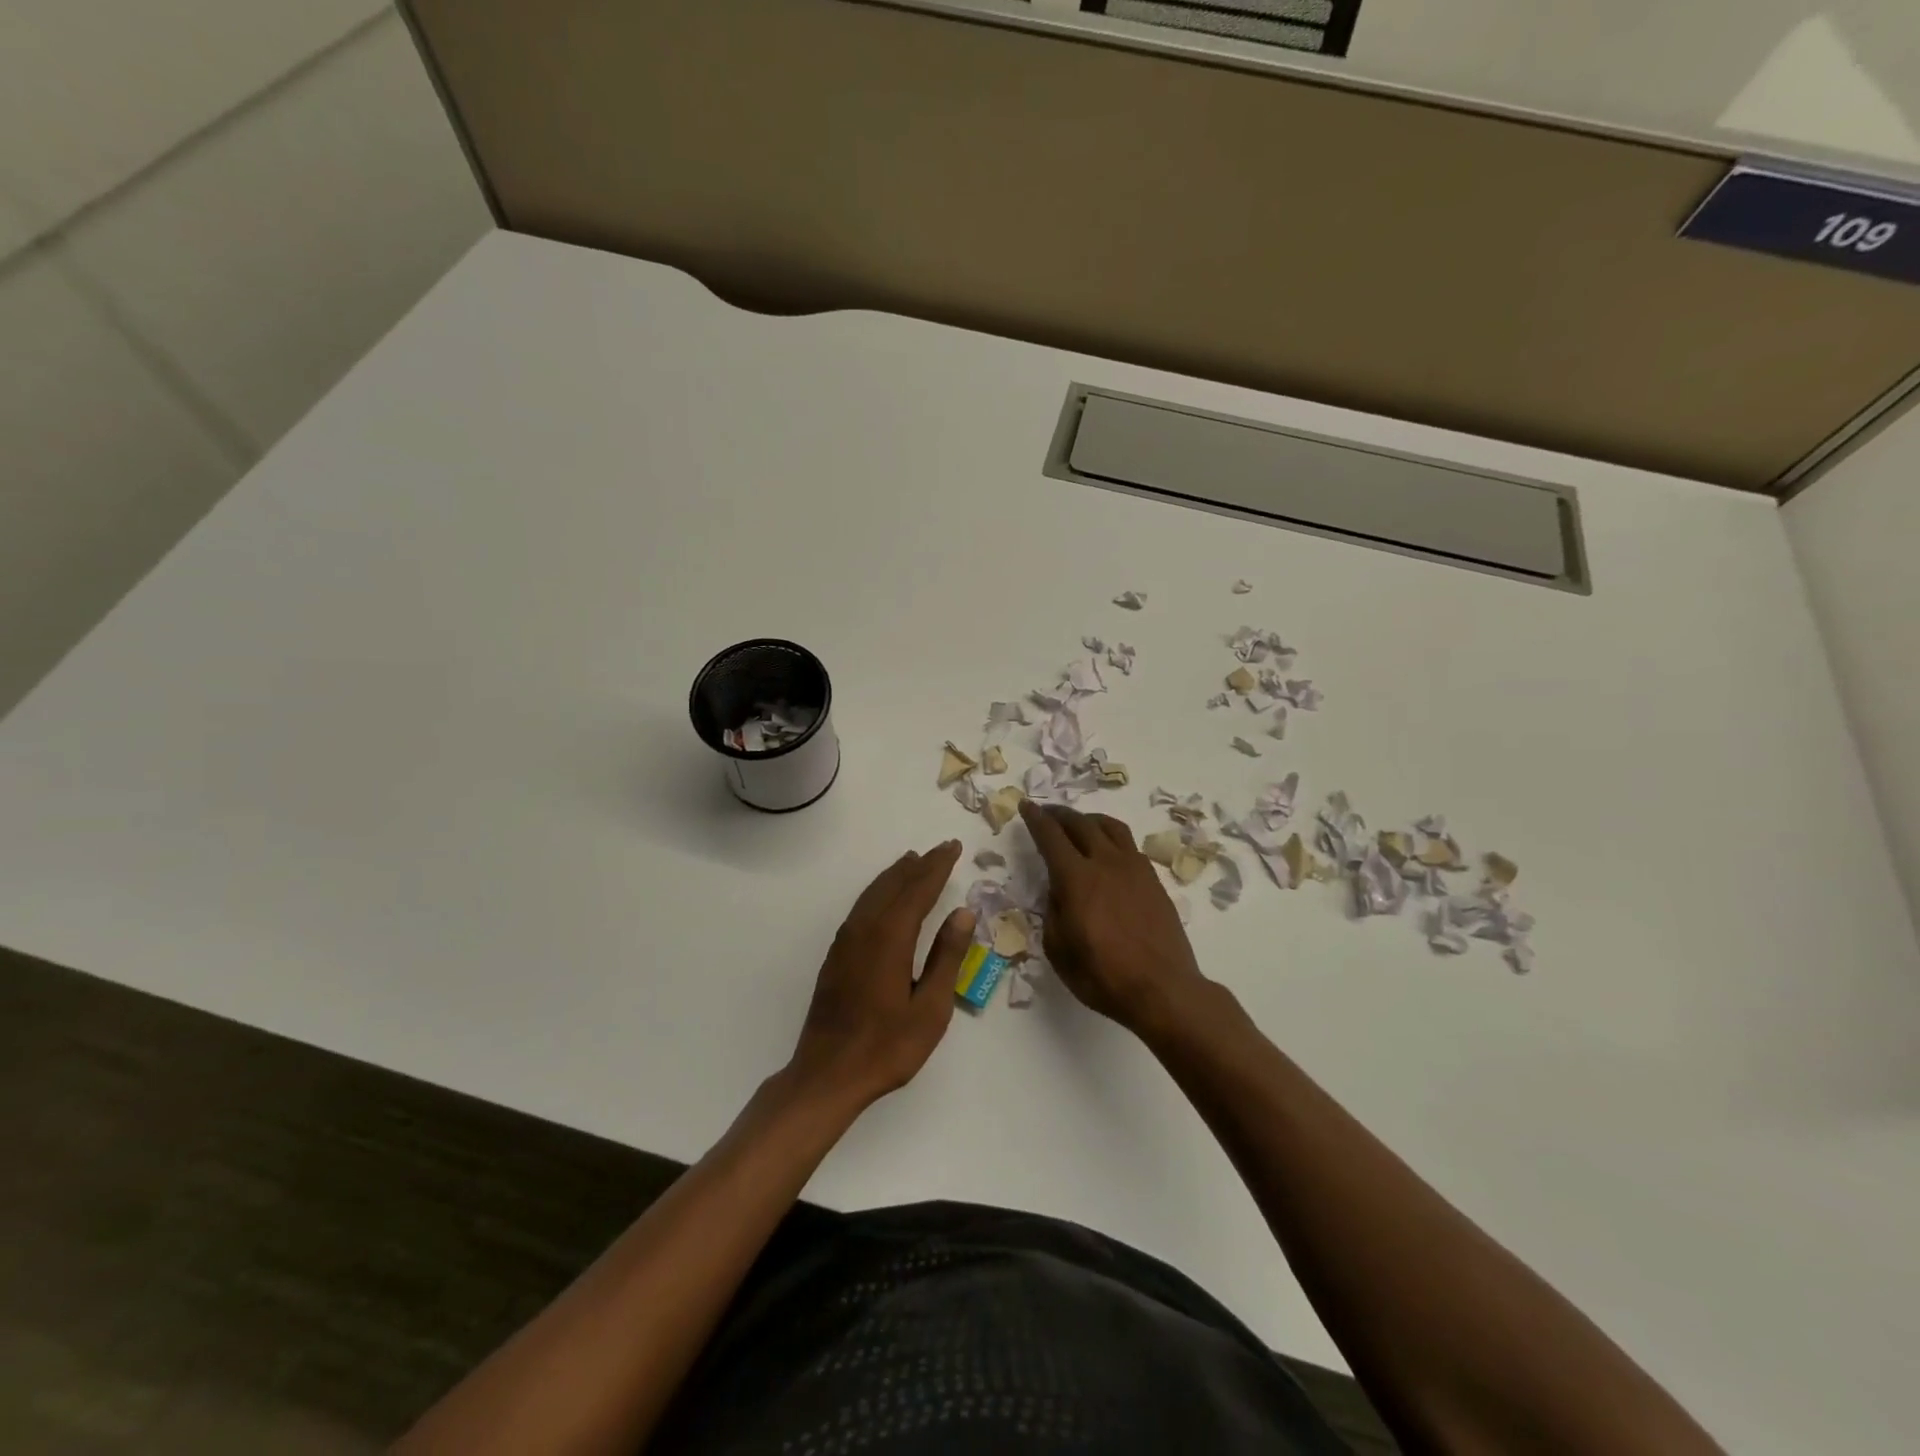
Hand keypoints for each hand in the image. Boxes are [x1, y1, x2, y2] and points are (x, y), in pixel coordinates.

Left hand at [784, 841, 973, 1113]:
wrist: (827, 1074)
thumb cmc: (887, 1046)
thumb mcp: (931, 1008)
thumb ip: (947, 957)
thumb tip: (963, 913)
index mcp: (891, 938)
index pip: (918, 890)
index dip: (937, 867)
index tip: (953, 848)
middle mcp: (865, 929)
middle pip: (894, 885)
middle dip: (919, 865)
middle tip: (941, 849)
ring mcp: (846, 941)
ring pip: (874, 893)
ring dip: (896, 875)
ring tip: (914, 862)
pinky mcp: (837, 955)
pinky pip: (862, 907)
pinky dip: (879, 891)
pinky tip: (885, 898)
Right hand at [1020, 802, 1211, 1036]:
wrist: (1163, 989)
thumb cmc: (1103, 976)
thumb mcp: (1059, 950)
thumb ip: (1053, 912)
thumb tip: (1057, 891)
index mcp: (1076, 878)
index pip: (1051, 837)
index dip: (1035, 818)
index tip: (1026, 805)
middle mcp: (1105, 863)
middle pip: (1080, 824)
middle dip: (1060, 814)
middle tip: (1048, 812)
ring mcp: (1134, 868)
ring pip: (1110, 827)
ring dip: (1089, 819)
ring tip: (1080, 824)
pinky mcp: (1153, 880)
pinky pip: (1129, 845)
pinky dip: (1111, 838)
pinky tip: (1108, 851)